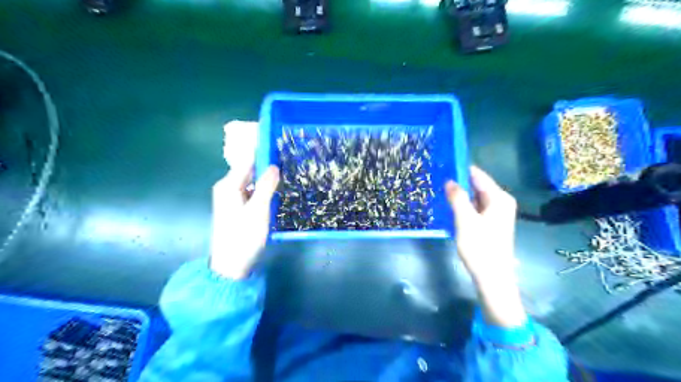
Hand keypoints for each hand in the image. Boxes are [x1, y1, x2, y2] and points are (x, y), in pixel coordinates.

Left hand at [210, 122, 279, 280]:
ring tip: (287, 169)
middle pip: (249, 169)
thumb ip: (266, 186)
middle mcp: (228, 187)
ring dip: (267, 176)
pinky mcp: (238, 207)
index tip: (279, 140)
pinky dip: (264, 188)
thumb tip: (274, 165)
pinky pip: (252, 191)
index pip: (247, 159)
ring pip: (252, 180)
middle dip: (267, 162)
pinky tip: (277, 189)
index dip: (262, 149)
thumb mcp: (258, 210)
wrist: (231, 265)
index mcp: (229, 185)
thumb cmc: (244, 237)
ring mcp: (232, 198)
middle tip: (288, 156)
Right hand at [448, 167, 525, 327]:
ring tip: (440, 190)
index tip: (443, 164)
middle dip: (459, 182)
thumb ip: (457, 197)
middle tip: (437, 179)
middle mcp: (501, 202)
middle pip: (477, 185)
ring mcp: (497, 213)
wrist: (492, 277)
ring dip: (460, 194)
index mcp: (499, 198)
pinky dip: (464, 205)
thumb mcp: (465, 220)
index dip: (461, 169)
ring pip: (475, 197)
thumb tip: (450, 180)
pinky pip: (476, 207)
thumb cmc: (480, 247)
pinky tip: (450, 206)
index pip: (478, 175)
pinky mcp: (491, 223)